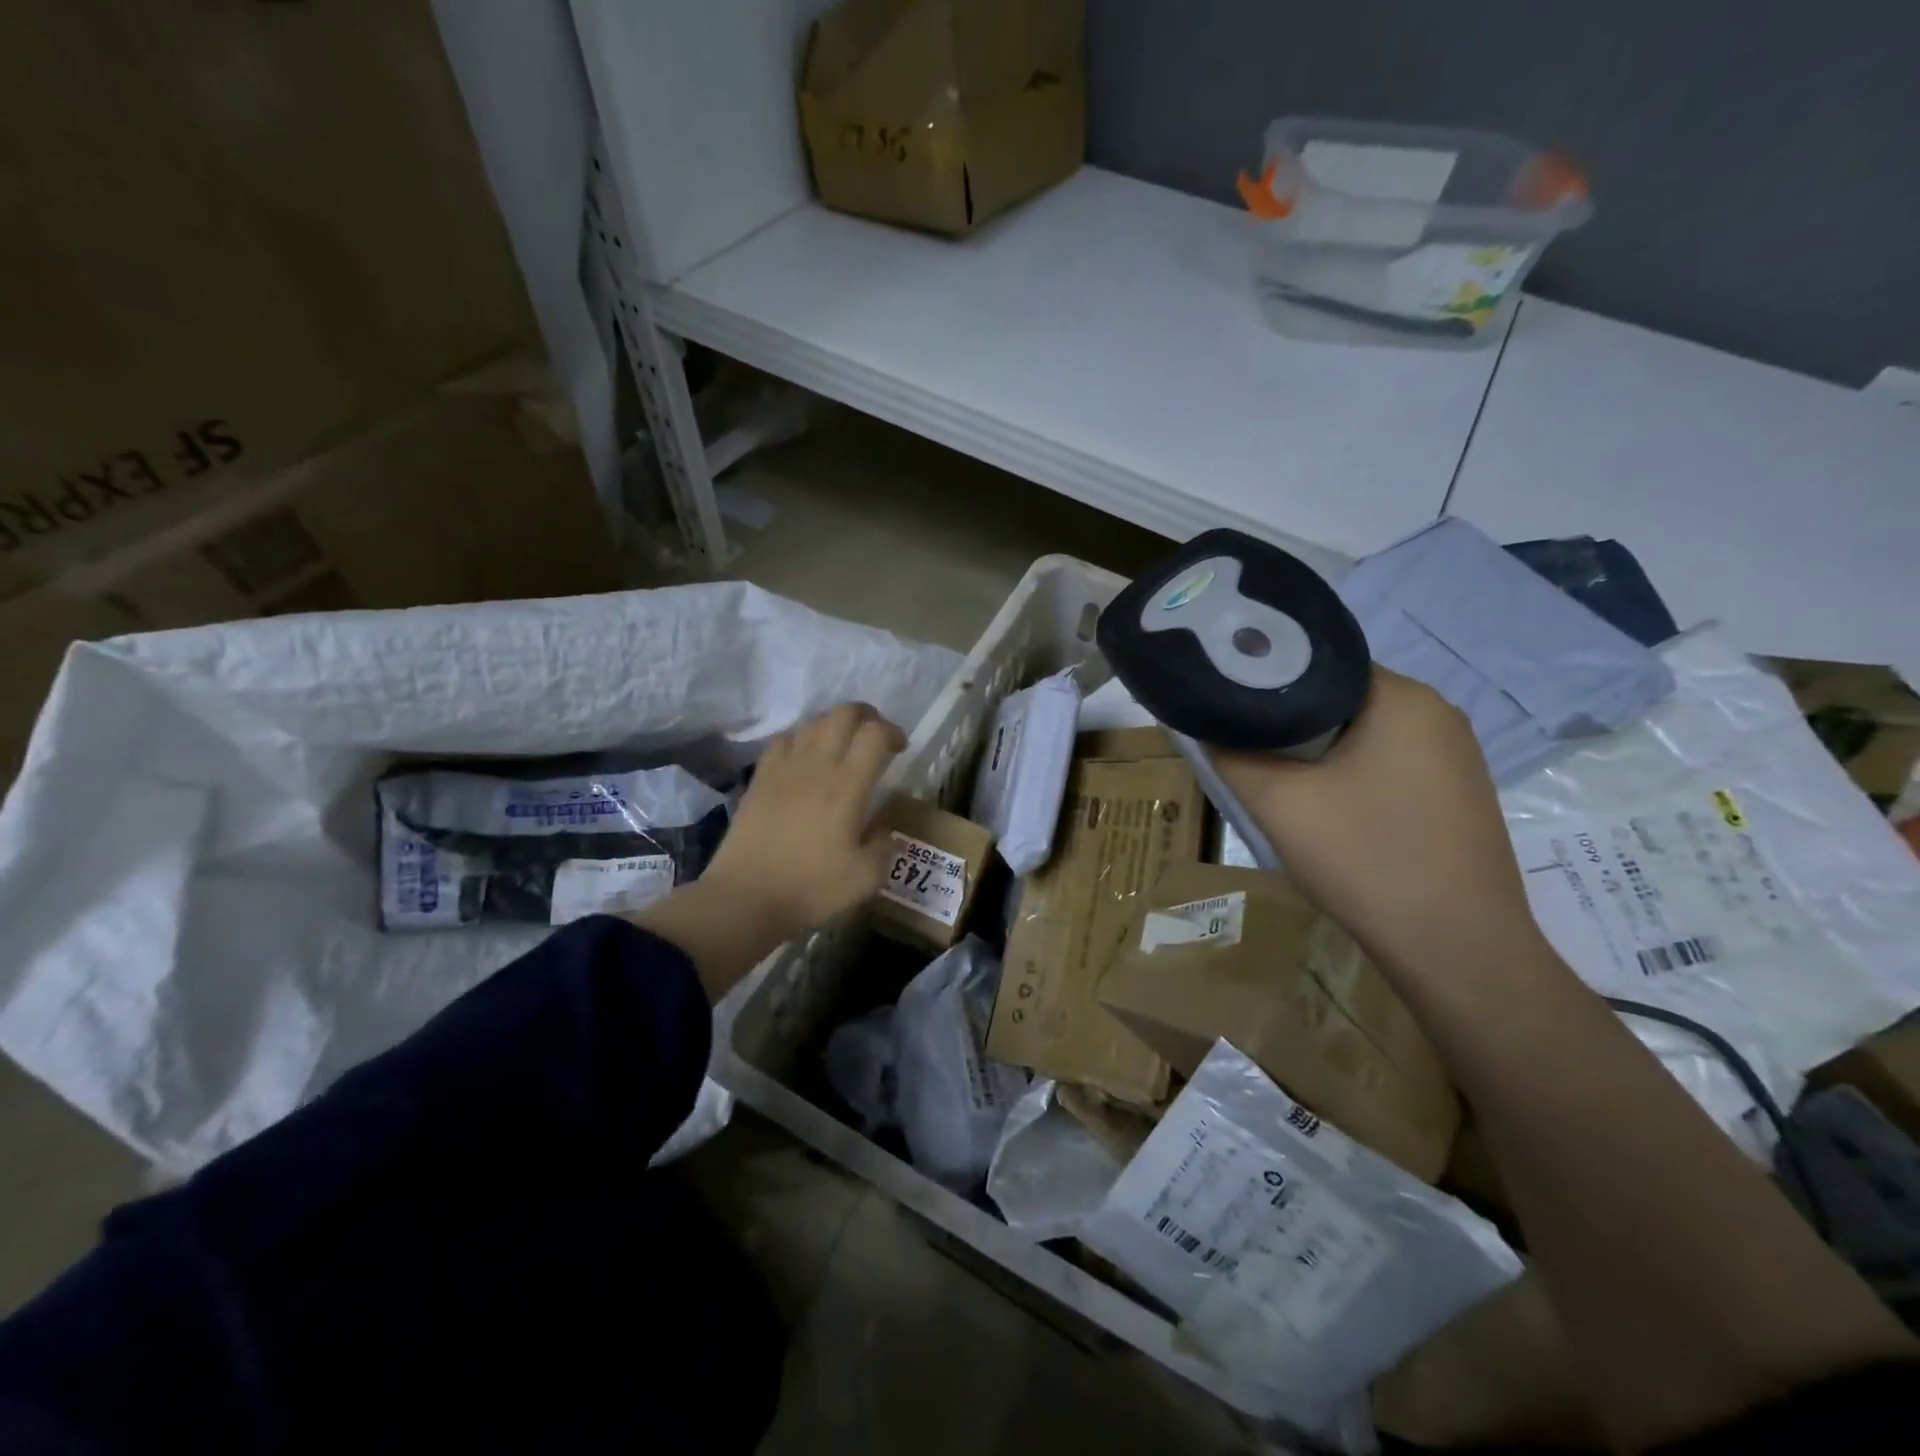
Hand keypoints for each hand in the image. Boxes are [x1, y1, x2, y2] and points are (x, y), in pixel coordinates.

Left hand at [701, 703, 905, 942]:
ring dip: (834, 725)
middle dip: (866, 716)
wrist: (745, 897)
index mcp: (848, 784)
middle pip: (844, 713)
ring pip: (813, 721)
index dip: (893, 732)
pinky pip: (783, 739)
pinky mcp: (760, 777)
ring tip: (841, 747)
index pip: (875, 733)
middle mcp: (817, 764)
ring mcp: (784, 767)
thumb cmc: (810, 887)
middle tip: (874, 738)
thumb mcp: (866, 878)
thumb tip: (881, 829)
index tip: (900, 750)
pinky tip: (804, 758)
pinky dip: (801, 737)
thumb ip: (883, 846)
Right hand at [1213, 668, 1543, 978]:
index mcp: (1403, 697)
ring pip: (1363, 736)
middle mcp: (1438, 714)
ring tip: (1279, 784)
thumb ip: (1231, 754)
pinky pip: (1388, 766)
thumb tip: (1205, 727)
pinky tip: (1328, 813)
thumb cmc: (1366, 859)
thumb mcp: (1278, 803)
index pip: (1317, 665)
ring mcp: (1456, 757)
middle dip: (1288, 725)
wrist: (1457, 949)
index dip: (1265, 685)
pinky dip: (1350, 777)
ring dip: (1318, 755)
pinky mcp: (1458, 795)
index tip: (1229, 711)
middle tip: (1244, 752)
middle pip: (1339, 701)